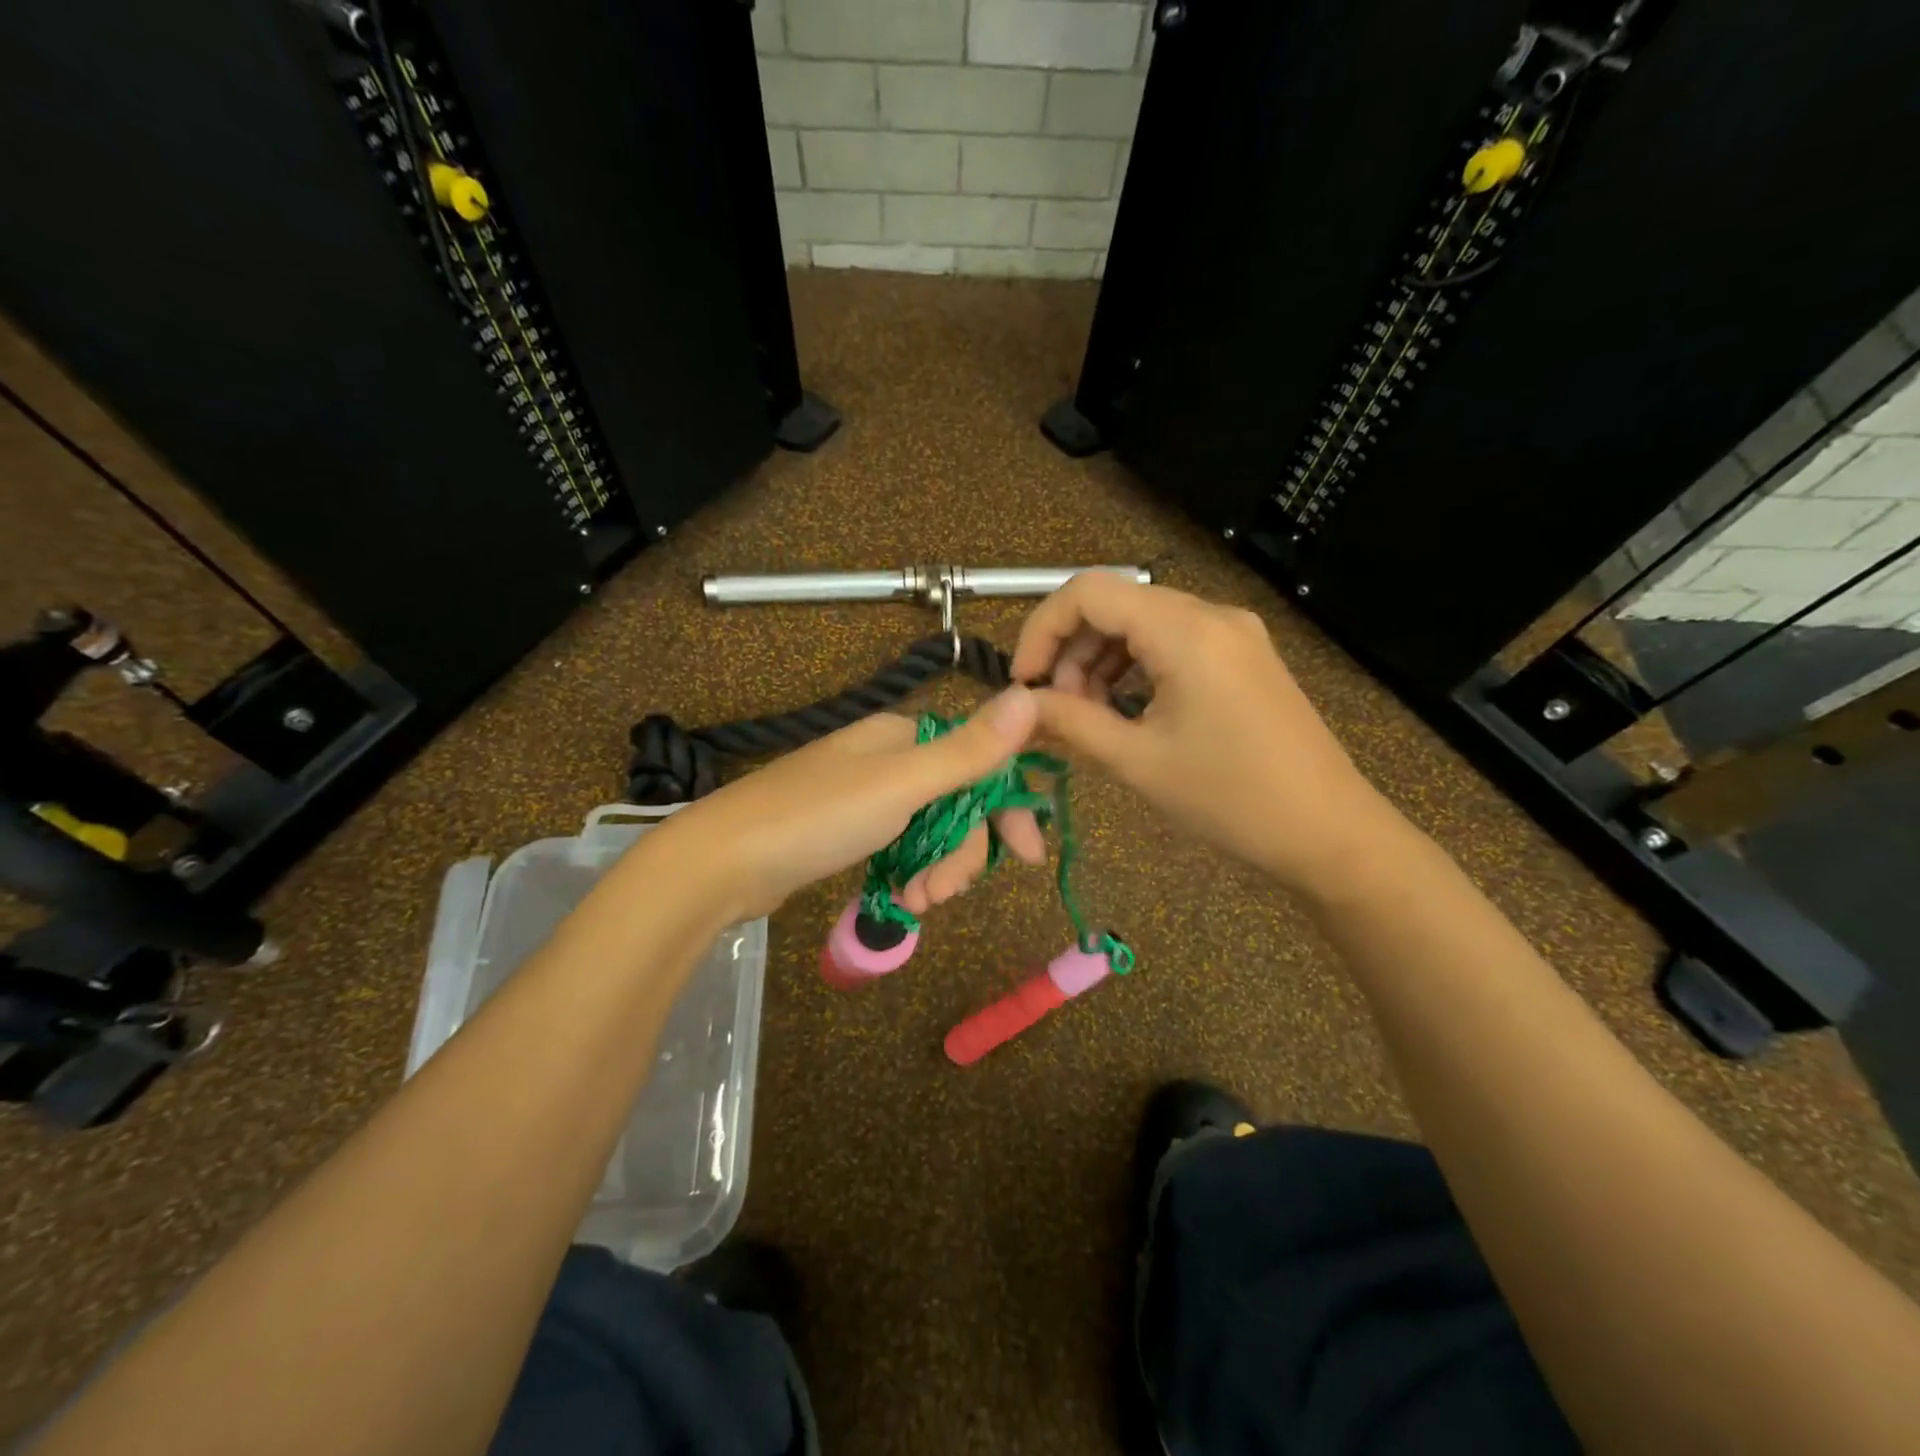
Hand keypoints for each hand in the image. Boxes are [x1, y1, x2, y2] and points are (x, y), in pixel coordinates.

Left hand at [650, 691, 1046, 922]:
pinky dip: (909, 873)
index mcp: (906, 736)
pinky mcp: (848, 831)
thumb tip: (1030, 694)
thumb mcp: (902, 784)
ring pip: (931, 831)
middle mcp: (890, 758)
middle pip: (958, 803)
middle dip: (962, 852)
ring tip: (915, 903)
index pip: (981, 762)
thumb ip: (969, 750)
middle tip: (945, 894)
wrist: (721, 863)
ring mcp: (867, 796)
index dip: (1008, 808)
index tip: (1029, 856)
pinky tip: (900, 899)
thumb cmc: (816, 817)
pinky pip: (901, 847)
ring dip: (935, 870)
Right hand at [1010, 573, 1398, 898]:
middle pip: (1114, 604)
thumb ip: (1070, 722)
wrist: (1329, 833)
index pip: (1088, 592)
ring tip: (1090, 717)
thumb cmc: (1231, 800)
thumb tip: (1018, 706)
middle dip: (1071, 652)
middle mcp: (1211, 614)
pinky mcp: (1243, 655)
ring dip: (1100, 662)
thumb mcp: (1138, 761)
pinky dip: (1135, 668)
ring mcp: (1233, 633)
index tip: (1024, 683)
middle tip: (1058, 711)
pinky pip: (1171, 642)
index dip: (1041, 629)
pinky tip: (1127, 710)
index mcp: (1185, 631)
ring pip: (1141, 623)